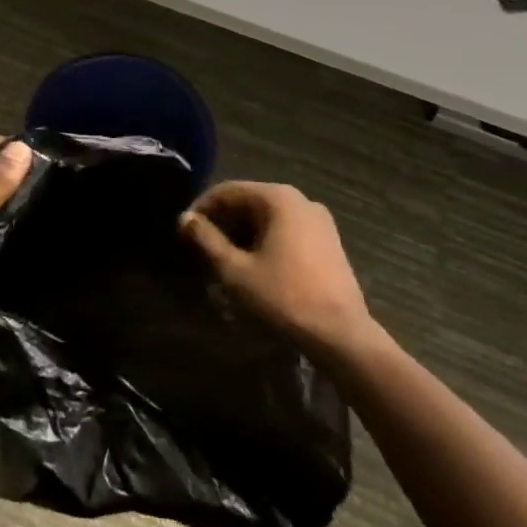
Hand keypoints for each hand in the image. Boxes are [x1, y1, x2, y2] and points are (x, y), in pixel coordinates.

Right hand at [179, 181, 374, 357]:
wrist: (343, 336)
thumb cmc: (284, 298)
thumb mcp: (235, 271)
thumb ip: (206, 240)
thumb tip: (185, 219)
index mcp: (277, 198)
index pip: (227, 191)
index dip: (201, 209)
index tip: (183, 232)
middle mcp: (300, 199)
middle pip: (248, 201)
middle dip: (222, 223)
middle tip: (200, 248)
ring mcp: (318, 220)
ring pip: (267, 217)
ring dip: (242, 234)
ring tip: (222, 260)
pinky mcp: (327, 241)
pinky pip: (285, 230)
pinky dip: (264, 241)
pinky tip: (252, 266)